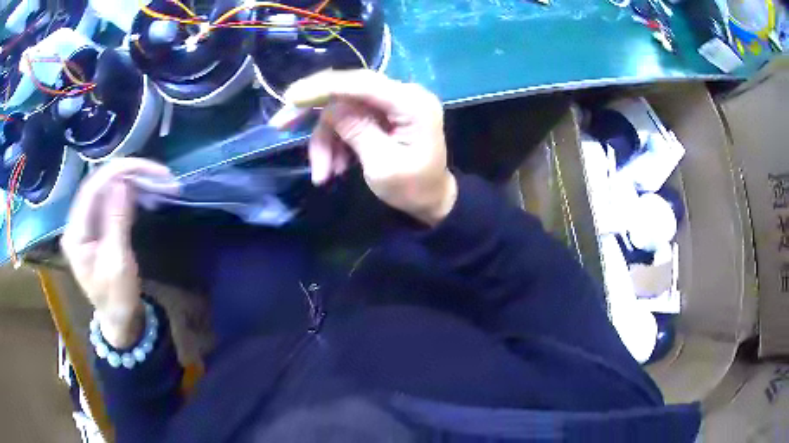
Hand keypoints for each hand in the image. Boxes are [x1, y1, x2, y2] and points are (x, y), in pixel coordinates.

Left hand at [61, 159, 174, 347]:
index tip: (145, 168)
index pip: (92, 188)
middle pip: (100, 184)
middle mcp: (77, 223)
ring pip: (107, 190)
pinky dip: (129, 193)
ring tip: (156, 181)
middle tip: (158, 174)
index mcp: (76, 233)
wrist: (119, 320)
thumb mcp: (118, 263)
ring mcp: (86, 224)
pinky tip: (144, 193)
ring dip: (131, 182)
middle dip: (128, 174)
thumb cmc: (117, 298)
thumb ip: (117, 221)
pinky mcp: (97, 227)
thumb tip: (123, 182)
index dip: (117, 171)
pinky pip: (111, 201)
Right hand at [284, 70, 456, 225]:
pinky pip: (349, 120)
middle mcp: (403, 94)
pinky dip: (336, 143)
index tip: (290, 97)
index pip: (361, 83)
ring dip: (326, 141)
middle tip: (281, 126)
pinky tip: (334, 168)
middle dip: (314, 114)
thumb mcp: (382, 166)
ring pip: (343, 110)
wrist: (431, 201)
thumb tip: (331, 107)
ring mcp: (393, 103)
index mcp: (411, 103)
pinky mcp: (383, 114)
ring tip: (323, 175)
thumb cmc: (412, 189)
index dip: (322, 87)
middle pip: (347, 91)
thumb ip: (357, 131)